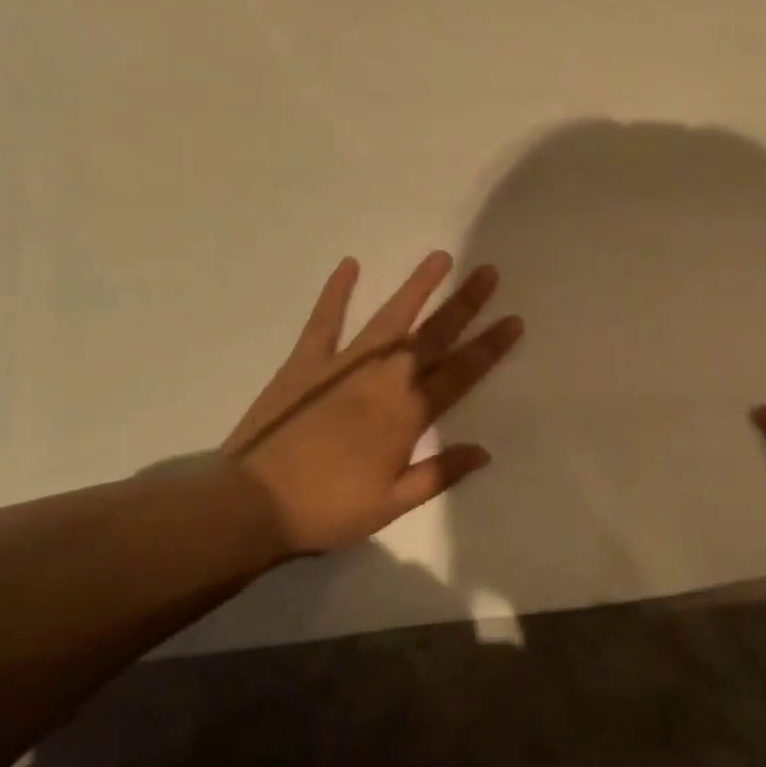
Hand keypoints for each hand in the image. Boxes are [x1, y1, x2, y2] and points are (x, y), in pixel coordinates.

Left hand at [224, 252, 522, 554]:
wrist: (252, 505)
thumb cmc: (328, 509)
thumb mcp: (391, 503)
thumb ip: (440, 474)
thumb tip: (484, 451)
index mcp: (407, 414)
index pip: (460, 373)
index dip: (490, 346)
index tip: (513, 319)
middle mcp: (384, 379)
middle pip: (433, 335)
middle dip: (464, 303)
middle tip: (487, 271)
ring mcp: (344, 365)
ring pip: (390, 318)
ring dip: (417, 287)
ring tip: (439, 257)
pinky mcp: (306, 362)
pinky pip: (324, 321)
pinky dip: (336, 293)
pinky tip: (350, 265)